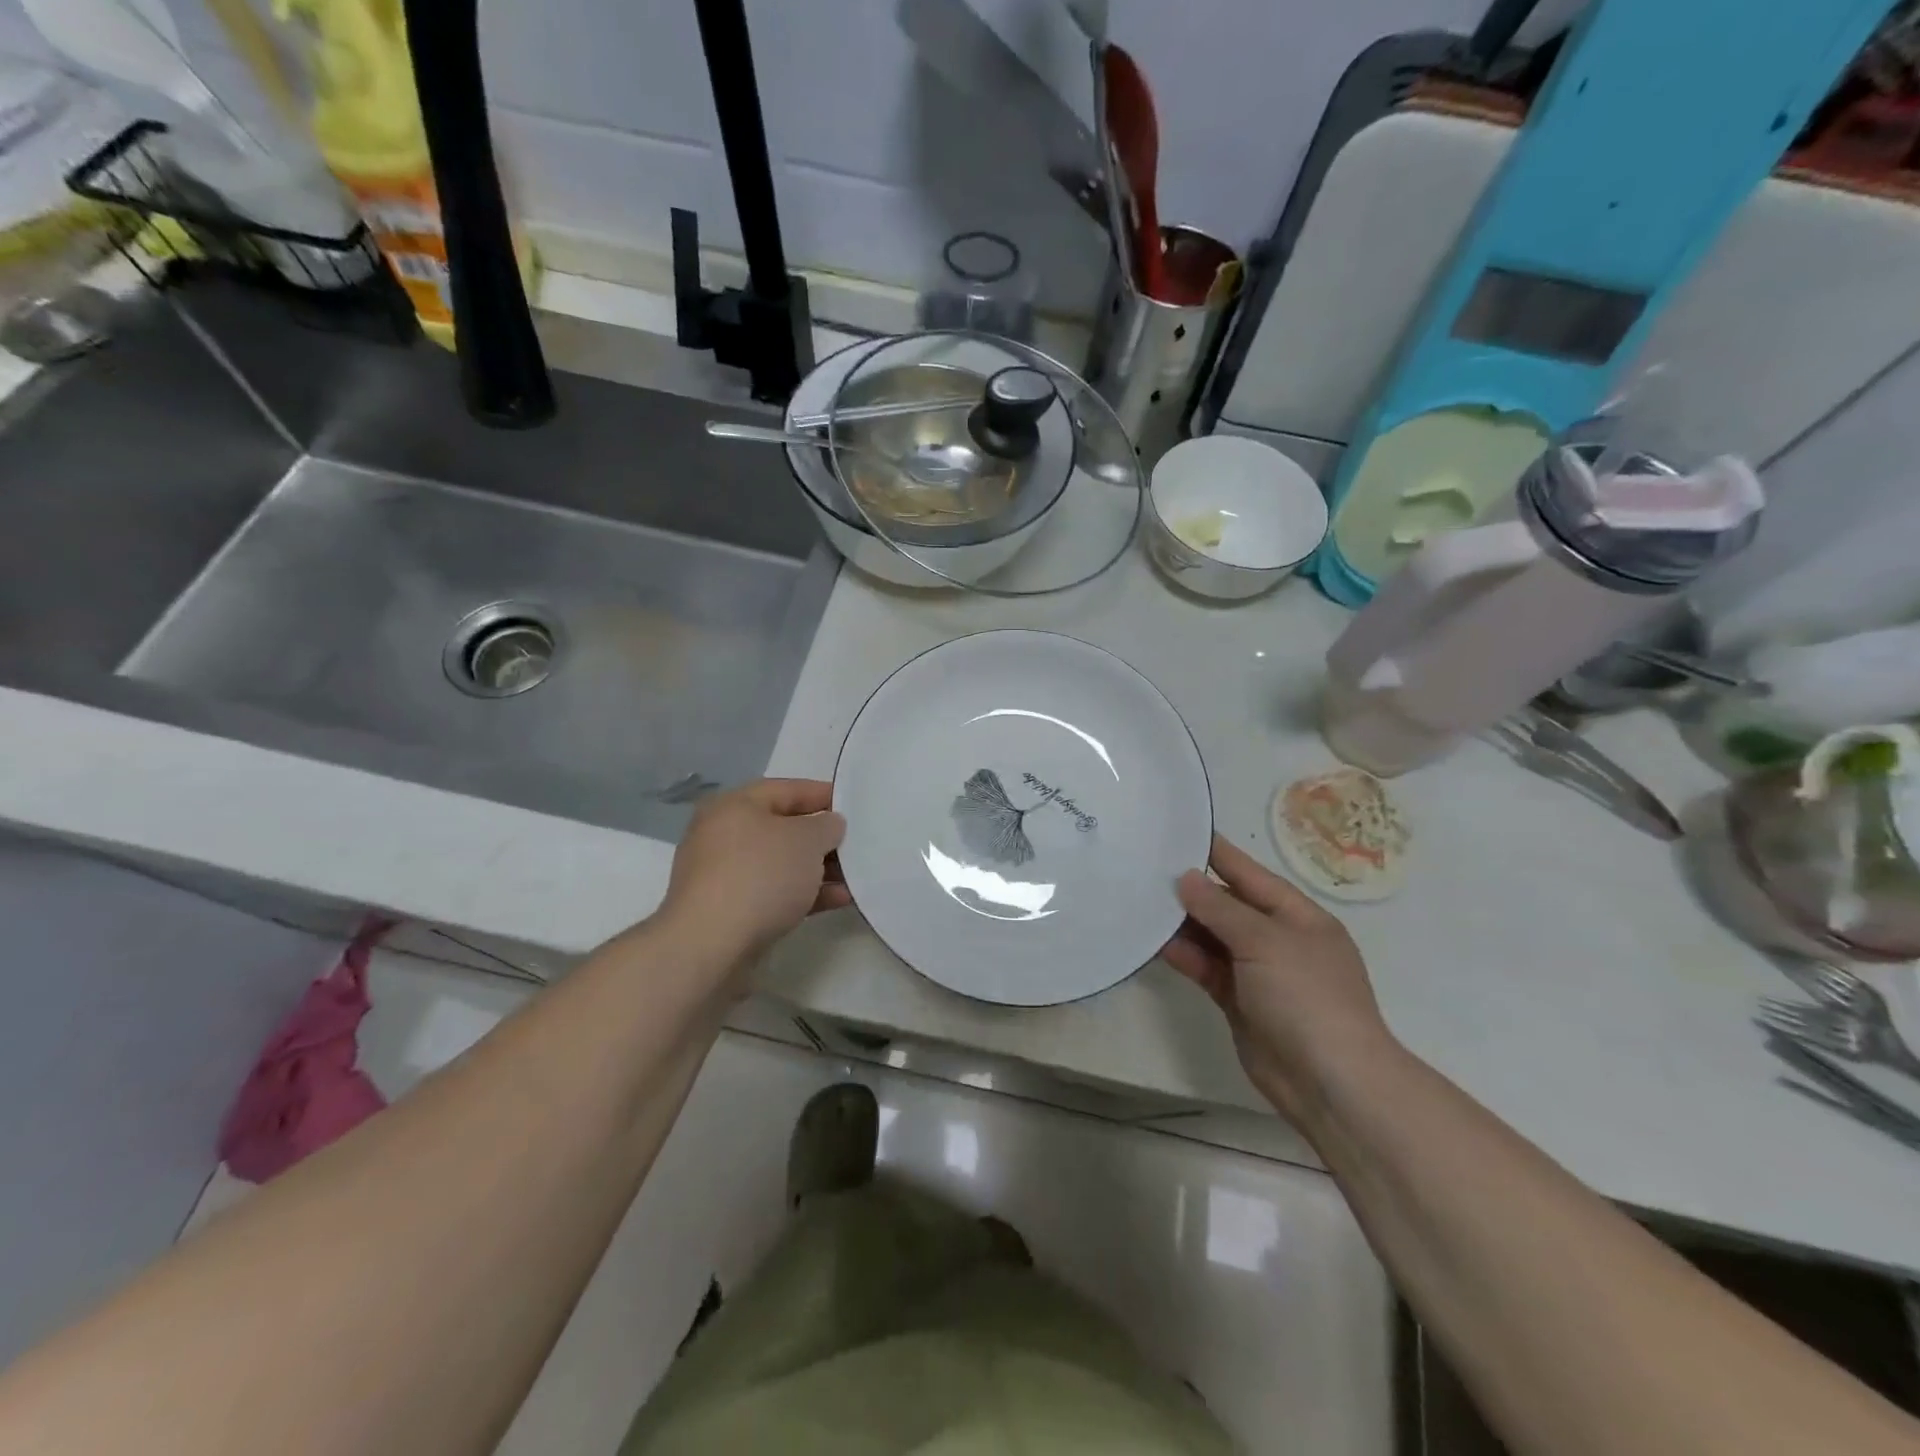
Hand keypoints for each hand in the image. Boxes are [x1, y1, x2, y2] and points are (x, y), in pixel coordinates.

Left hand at [658, 779, 848, 960]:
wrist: (711, 945)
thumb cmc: (761, 876)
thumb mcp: (806, 840)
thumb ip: (826, 826)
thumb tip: (829, 825)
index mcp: (734, 805)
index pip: (786, 789)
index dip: (822, 794)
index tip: (853, 805)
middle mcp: (723, 835)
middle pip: (783, 828)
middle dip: (822, 838)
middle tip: (857, 844)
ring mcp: (724, 875)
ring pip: (781, 864)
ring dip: (818, 869)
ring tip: (855, 877)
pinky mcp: (730, 910)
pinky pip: (774, 893)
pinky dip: (805, 894)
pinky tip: (838, 900)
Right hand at [1161, 836, 1392, 1126]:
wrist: (1330, 1083)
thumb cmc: (1307, 997)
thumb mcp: (1265, 942)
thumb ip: (1221, 908)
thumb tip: (1186, 877)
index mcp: (1298, 917)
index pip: (1250, 874)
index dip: (1218, 853)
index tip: (1181, 831)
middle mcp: (1277, 939)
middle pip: (1228, 905)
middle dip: (1191, 890)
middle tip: (1145, 869)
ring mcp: (1257, 972)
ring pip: (1213, 937)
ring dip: (1182, 924)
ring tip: (1140, 903)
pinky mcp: (1238, 1001)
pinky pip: (1206, 968)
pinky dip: (1184, 956)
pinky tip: (1154, 943)